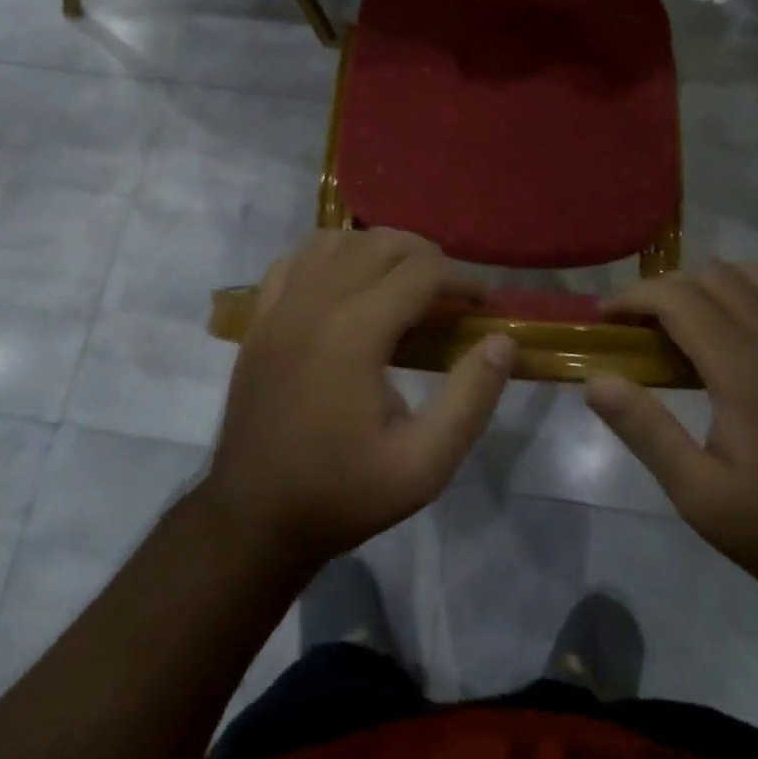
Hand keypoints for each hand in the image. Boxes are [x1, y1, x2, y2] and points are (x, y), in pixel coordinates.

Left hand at [200, 230, 514, 566]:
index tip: (484, 304)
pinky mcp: (259, 318)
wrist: (254, 517)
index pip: (420, 272)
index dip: (462, 279)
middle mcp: (315, 303)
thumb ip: (470, 399)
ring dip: (380, 248)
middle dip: (427, 257)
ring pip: (338, 241)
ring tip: (406, 280)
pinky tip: (347, 277)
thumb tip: (503, 342)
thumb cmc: (342, 494)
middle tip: (453, 294)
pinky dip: (331, 252)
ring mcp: (280, 306)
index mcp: (354, 334)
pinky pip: (296, 257)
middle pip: (381, 244)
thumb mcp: (424, 465)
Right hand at [586, 261, 757, 606]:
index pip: (677, 297)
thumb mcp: (700, 496)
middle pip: (715, 276)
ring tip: (697, 319)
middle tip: (644, 327)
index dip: (634, 297)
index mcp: (742, 368)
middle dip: (669, 288)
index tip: (607, 318)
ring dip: (719, 284)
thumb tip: (596, 380)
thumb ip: (646, 430)